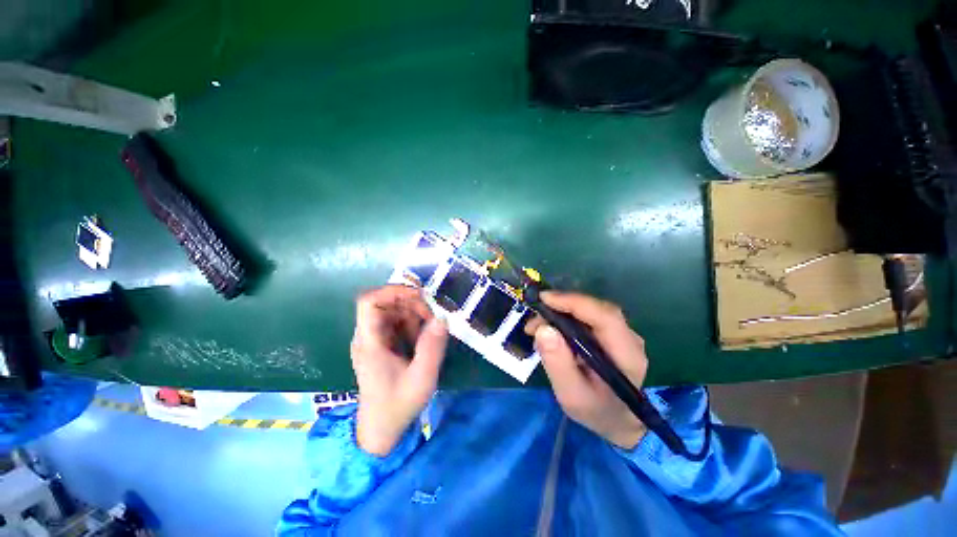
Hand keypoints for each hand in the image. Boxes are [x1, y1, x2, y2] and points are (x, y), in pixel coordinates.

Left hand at [351, 285, 448, 455]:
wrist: (380, 430)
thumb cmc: (398, 406)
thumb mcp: (421, 378)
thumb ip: (432, 347)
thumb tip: (442, 317)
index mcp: (370, 343)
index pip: (369, 302)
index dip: (393, 291)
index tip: (420, 295)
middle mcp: (368, 337)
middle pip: (385, 303)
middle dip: (412, 303)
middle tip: (433, 316)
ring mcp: (374, 340)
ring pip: (393, 311)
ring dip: (414, 313)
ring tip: (430, 329)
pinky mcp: (382, 345)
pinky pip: (397, 323)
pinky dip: (413, 324)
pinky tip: (423, 338)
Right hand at [527, 291, 648, 448]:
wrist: (616, 420)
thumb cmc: (595, 411)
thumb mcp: (571, 395)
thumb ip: (558, 364)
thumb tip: (543, 328)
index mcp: (626, 356)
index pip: (605, 317)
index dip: (575, 302)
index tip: (544, 300)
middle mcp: (629, 338)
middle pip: (595, 309)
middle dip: (560, 307)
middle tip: (534, 320)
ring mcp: (621, 333)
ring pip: (588, 310)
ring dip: (559, 313)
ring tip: (535, 328)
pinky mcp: (611, 333)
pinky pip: (586, 317)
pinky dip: (564, 318)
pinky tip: (549, 330)